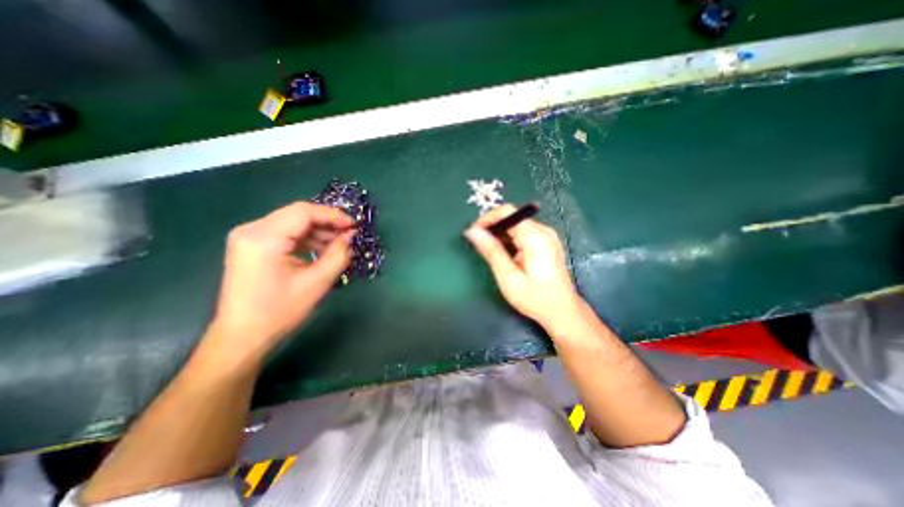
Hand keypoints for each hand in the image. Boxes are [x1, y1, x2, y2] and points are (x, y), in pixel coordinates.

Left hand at [205, 201, 351, 362]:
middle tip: (349, 236)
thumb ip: (338, 255)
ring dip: (318, 232)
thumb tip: (351, 236)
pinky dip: (306, 240)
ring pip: (293, 223)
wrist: (243, 337)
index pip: (303, 212)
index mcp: (263, 238)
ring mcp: (249, 237)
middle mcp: (251, 230)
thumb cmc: (280, 312)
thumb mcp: (317, 283)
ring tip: (339, 246)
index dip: (333, 215)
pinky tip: (321, 251)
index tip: (354, 226)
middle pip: (297, 215)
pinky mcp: (252, 246)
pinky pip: (285, 234)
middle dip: (327, 223)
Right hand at [463, 203, 581, 328]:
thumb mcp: (508, 276)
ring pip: (516, 225)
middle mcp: (543, 231)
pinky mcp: (547, 243)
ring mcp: (547, 236)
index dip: (487, 218)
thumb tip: (473, 231)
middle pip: (512, 217)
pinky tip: (505, 254)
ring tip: (489, 251)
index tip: (473, 233)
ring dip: (500, 234)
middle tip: (478, 244)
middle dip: (492, 227)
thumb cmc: (535, 298)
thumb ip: (491, 251)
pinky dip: (510, 239)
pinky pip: (524, 233)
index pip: (507, 212)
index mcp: (535, 236)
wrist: (562, 312)